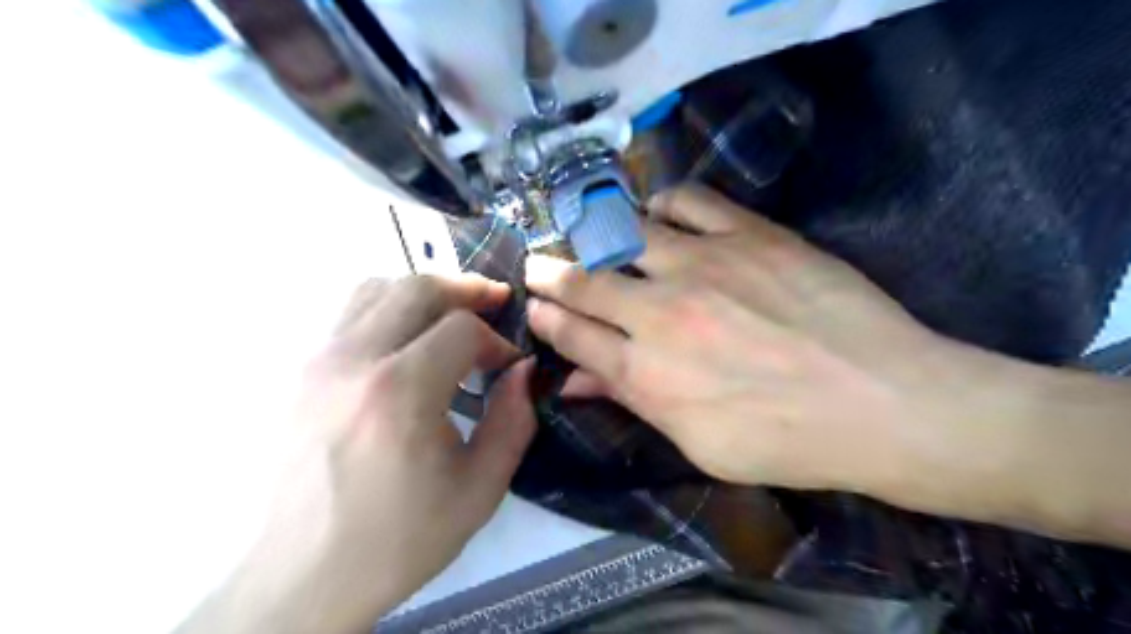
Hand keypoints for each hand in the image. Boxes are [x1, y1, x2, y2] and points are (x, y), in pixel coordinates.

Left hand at [184, 276, 535, 633]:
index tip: (509, 366)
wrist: (303, 575)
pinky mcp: (298, 371)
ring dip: (424, 294)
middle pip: (417, 287)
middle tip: (495, 303)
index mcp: (400, 393)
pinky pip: (349, 313)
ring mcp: (316, 361)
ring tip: (450, 317)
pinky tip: (406, 342)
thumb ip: (513, 420)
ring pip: (376, 288)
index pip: (462, 329)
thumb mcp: (480, 489)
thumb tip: (523, 370)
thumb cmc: (398, 538)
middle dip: (467, 291)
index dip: (496, 341)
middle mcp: (352, 360)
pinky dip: (388, 309)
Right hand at [526, 185, 1002, 492]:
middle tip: (536, 265)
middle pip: (583, 281)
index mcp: (647, 375)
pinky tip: (659, 216)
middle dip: (549, 272)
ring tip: (597, 238)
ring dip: (598, 236)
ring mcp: (703, 266)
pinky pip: (687, 200)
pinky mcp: (747, 234)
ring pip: (623, 233)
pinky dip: (662, 204)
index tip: (534, 306)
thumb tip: (574, 383)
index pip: (573, 335)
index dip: (546, 318)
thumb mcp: (697, 442)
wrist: (882, 403)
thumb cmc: (786, 440)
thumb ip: (631, 402)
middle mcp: (660, 314)